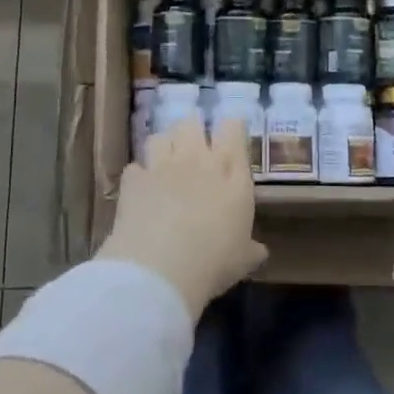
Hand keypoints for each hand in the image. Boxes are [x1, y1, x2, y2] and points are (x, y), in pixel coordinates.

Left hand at [99, 117, 263, 320]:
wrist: (160, 270)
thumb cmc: (214, 262)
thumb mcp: (243, 260)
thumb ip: (251, 248)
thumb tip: (259, 251)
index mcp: (231, 173)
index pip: (232, 128)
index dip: (230, 129)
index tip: (229, 138)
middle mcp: (197, 159)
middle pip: (192, 123)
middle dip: (191, 131)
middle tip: (193, 150)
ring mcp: (162, 166)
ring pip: (160, 137)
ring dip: (163, 147)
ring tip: (164, 164)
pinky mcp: (134, 179)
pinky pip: (135, 167)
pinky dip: (138, 176)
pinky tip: (141, 191)